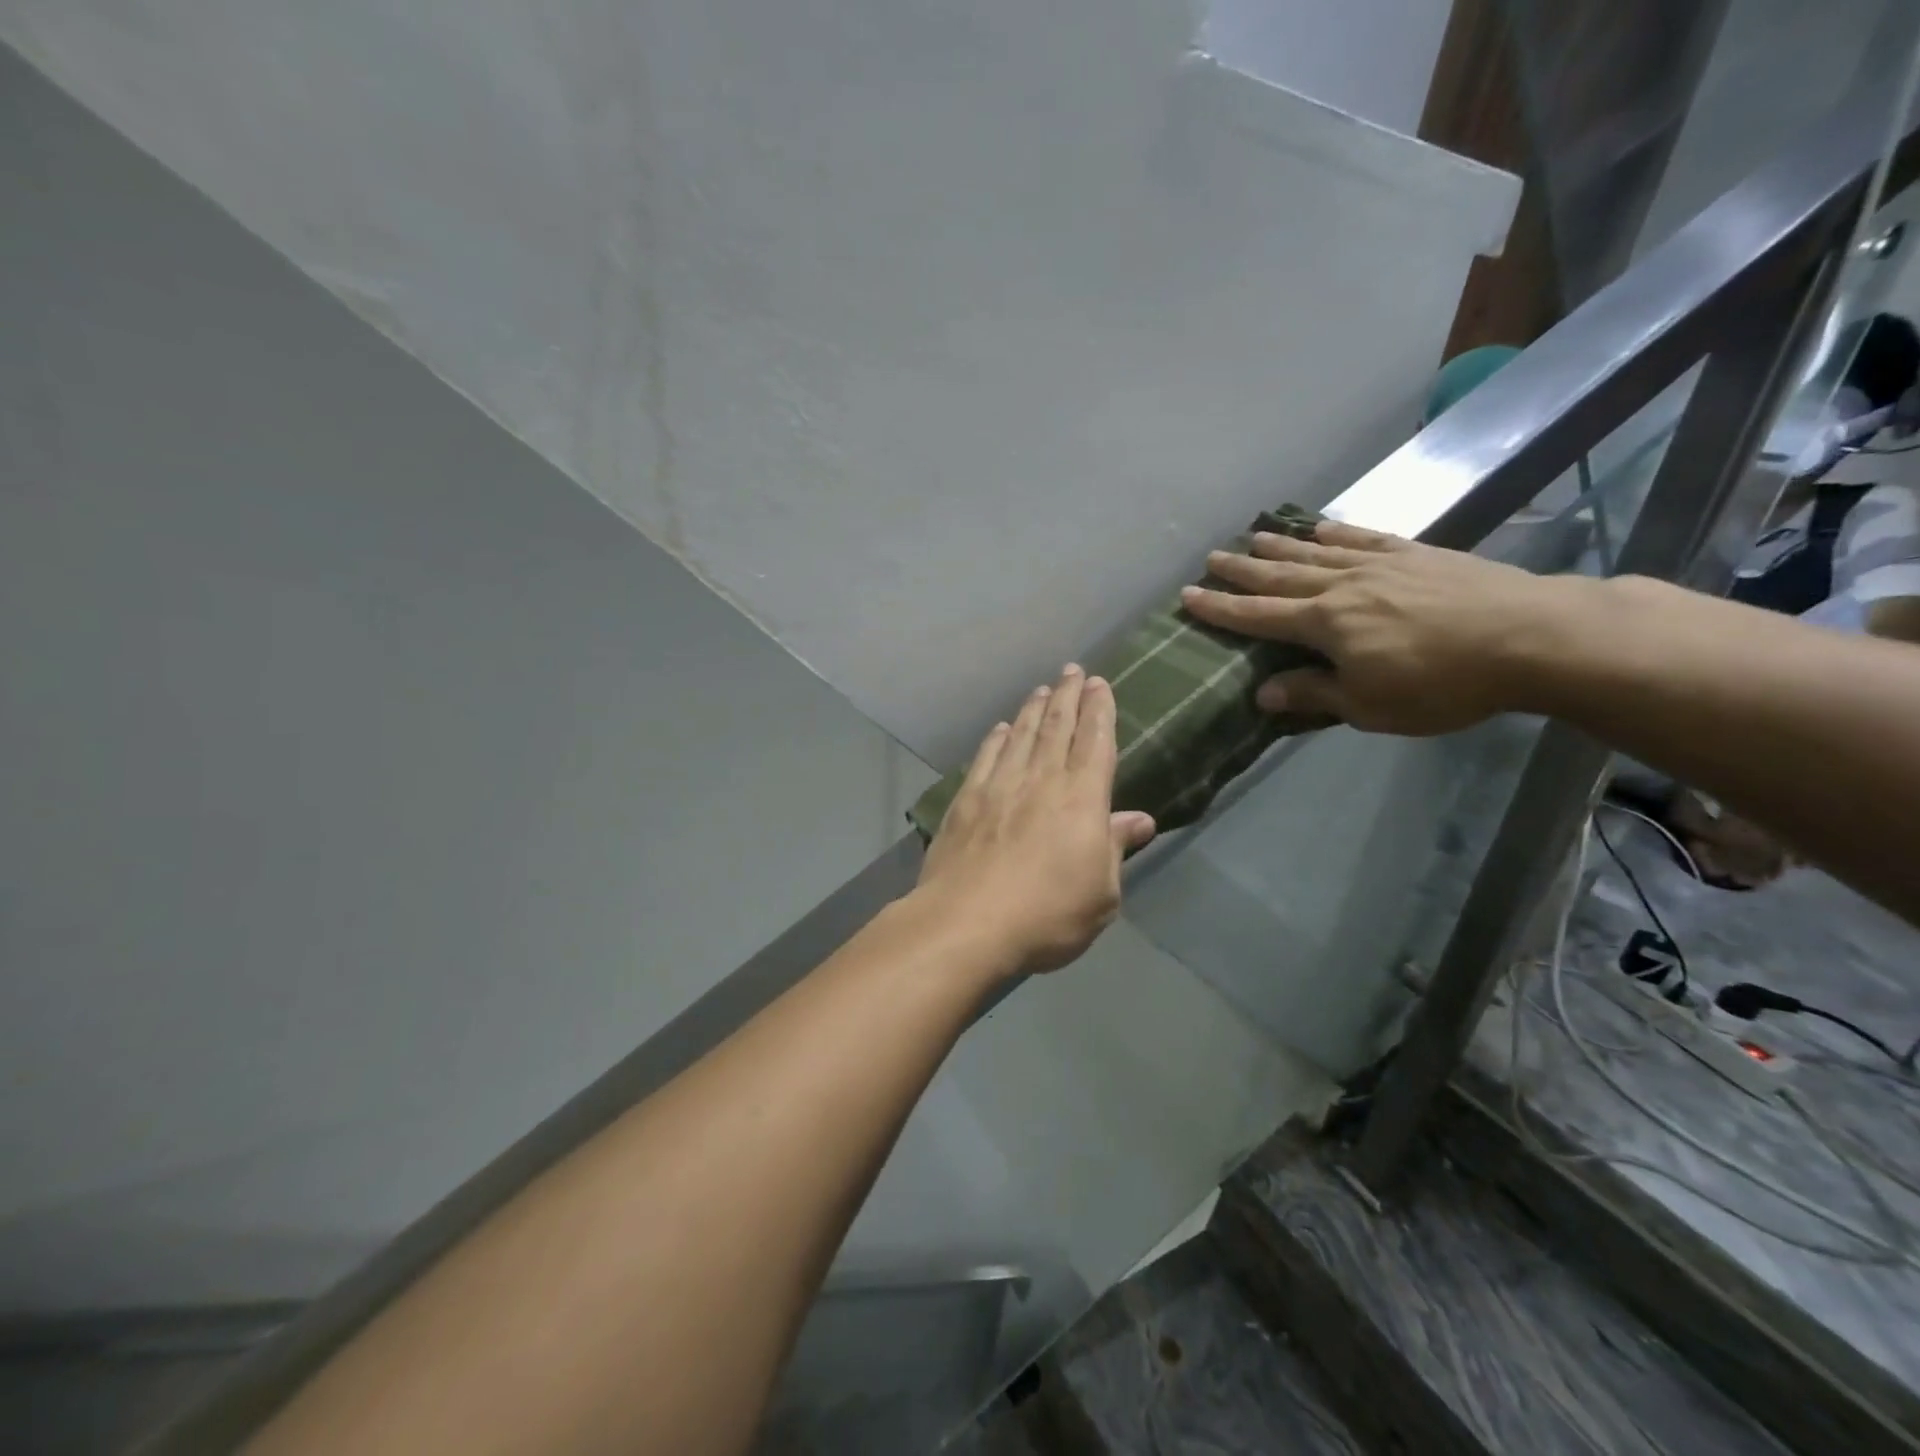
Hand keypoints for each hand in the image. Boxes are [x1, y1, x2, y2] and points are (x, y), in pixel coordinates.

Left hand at [916, 666, 1156, 973]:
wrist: (967, 923)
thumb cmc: (1047, 914)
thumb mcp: (1101, 893)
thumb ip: (1116, 848)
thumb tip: (1140, 818)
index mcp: (1081, 798)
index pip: (1095, 742)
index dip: (1099, 710)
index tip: (1099, 684)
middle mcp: (1041, 780)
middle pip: (1057, 727)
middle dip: (1068, 696)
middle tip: (1072, 671)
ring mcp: (999, 786)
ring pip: (1022, 735)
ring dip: (1034, 709)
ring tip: (1042, 689)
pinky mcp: (966, 800)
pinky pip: (986, 757)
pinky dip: (996, 738)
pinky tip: (1001, 728)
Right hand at [1180, 520, 1585, 735]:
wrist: (1531, 637)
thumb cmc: (1442, 684)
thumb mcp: (1370, 707)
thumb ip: (1314, 694)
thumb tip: (1262, 692)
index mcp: (1326, 625)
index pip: (1258, 616)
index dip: (1221, 608)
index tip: (1188, 596)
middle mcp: (1342, 587)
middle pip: (1280, 576)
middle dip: (1242, 569)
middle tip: (1211, 557)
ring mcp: (1380, 565)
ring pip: (1317, 552)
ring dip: (1281, 545)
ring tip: (1253, 536)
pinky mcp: (1416, 554)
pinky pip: (1364, 539)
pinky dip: (1336, 532)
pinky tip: (1322, 527)